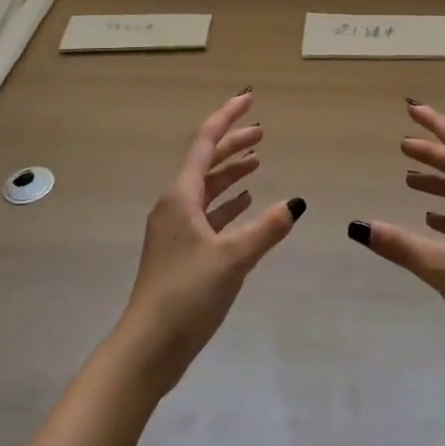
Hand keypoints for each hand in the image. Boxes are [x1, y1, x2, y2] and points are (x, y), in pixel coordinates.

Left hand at [116, 89, 304, 396]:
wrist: (148, 347)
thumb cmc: (187, 294)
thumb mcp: (233, 258)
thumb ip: (266, 228)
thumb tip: (295, 203)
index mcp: (180, 196)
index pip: (205, 142)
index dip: (227, 116)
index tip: (249, 98)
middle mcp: (175, 205)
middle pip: (206, 162)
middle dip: (233, 143)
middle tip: (263, 131)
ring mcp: (175, 229)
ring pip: (207, 188)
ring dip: (232, 172)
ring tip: (259, 161)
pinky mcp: (181, 252)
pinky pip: (208, 213)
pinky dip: (228, 202)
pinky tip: (247, 203)